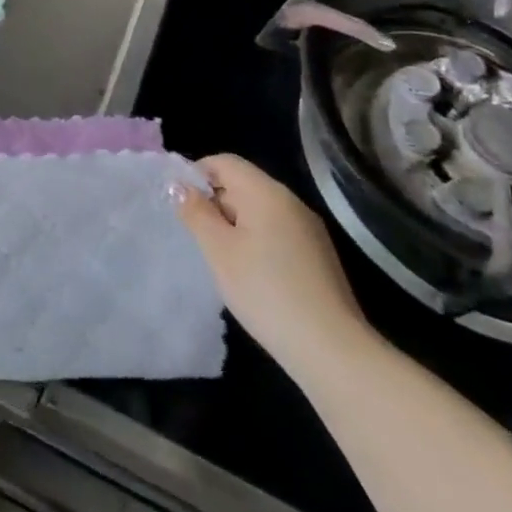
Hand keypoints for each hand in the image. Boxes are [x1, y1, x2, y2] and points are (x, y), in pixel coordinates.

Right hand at [175, 153, 372, 381]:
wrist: (331, 349)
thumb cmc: (264, 291)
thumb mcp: (218, 250)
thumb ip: (196, 212)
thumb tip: (180, 185)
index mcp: (266, 192)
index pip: (225, 162)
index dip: (197, 174)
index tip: (181, 205)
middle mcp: (291, 202)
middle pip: (243, 184)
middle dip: (215, 202)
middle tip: (197, 237)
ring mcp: (309, 229)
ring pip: (260, 211)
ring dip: (235, 225)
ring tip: (221, 259)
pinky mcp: (318, 256)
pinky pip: (277, 232)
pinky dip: (256, 242)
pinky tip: (251, 275)